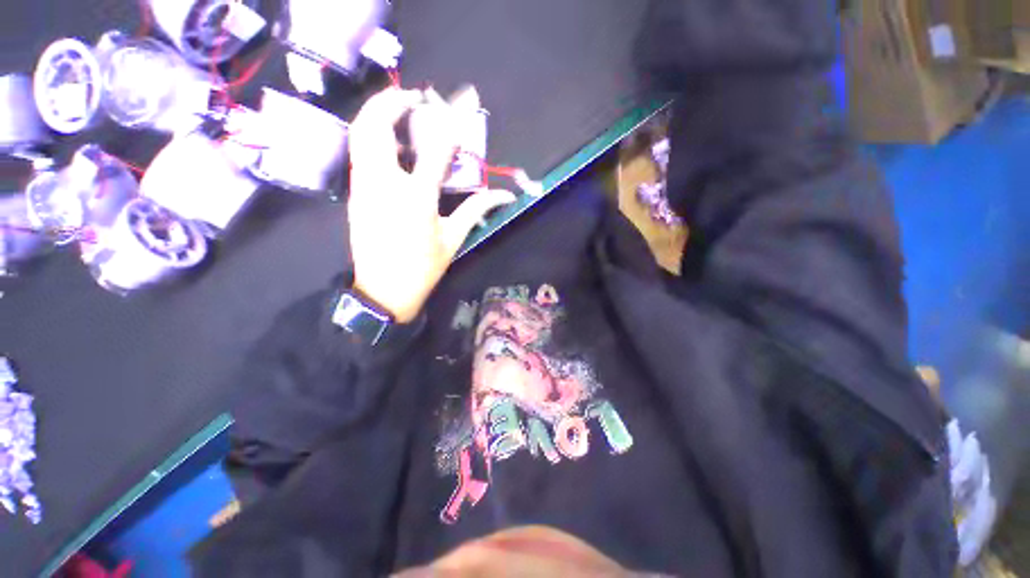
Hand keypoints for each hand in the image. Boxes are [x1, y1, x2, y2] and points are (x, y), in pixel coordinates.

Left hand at [347, 88, 515, 322]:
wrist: (383, 291)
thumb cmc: (422, 268)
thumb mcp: (454, 239)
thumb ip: (477, 210)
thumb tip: (504, 196)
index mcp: (417, 199)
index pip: (434, 148)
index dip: (449, 122)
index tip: (459, 101)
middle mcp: (384, 185)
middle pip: (376, 127)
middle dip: (391, 102)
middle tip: (412, 98)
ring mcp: (363, 187)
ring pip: (360, 136)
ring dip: (377, 115)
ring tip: (399, 113)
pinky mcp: (354, 194)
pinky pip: (359, 154)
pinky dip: (372, 137)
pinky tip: (391, 146)